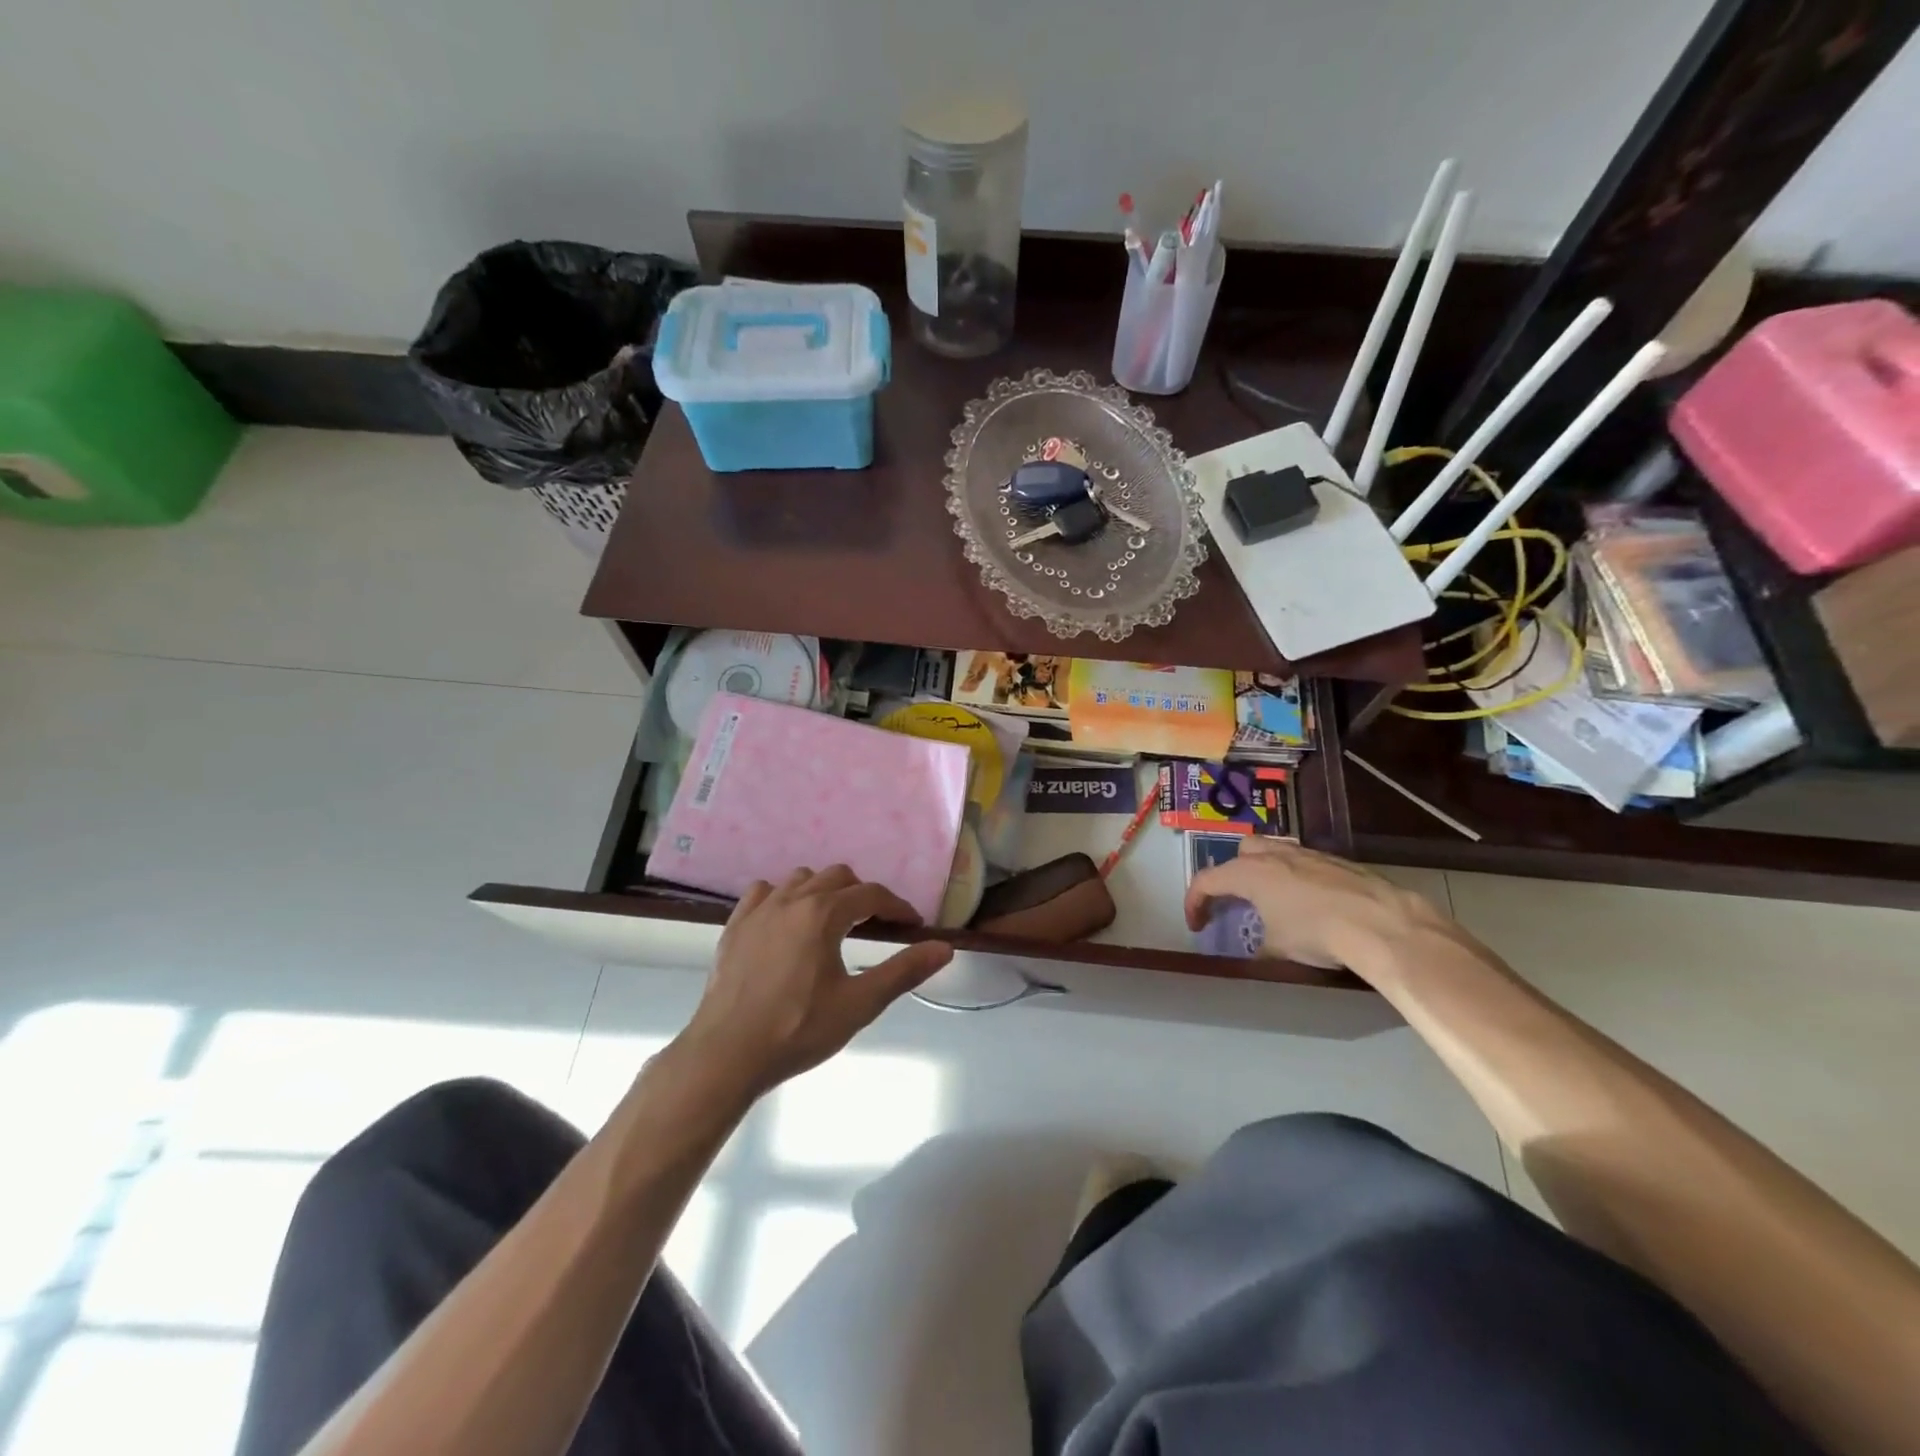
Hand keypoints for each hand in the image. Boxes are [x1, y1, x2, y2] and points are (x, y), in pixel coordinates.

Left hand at [678, 866, 954, 1095]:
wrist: (726, 1054)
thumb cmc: (798, 1029)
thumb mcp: (859, 1004)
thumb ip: (903, 971)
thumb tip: (944, 948)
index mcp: (823, 913)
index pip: (871, 895)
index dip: (897, 906)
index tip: (912, 925)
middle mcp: (791, 899)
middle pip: (837, 877)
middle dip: (862, 894)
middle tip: (875, 924)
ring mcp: (759, 910)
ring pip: (800, 879)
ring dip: (823, 891)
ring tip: (833, 922)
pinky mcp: (735, 926)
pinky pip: (764, 892)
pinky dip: (783, 897)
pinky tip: (786, 922)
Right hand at [1184, 839, 1444, 973]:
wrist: (1381, 924)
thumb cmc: (1318, 933)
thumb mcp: (1279, 950)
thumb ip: (1260, 948)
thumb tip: (1259, 955)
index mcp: (1249, 873)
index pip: (1207, 880)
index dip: (1194, 902)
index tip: (1197, 925)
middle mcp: (1274, 855)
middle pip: (1241, 852)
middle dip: (1232, 873)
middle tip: (1237, 901)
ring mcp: (1307, 854)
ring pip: (1274, 851)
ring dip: (1266, 872)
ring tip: (1274, 900)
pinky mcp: (1336, 861)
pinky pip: (1304, 862)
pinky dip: (1297, 878)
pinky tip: (1311, 904)